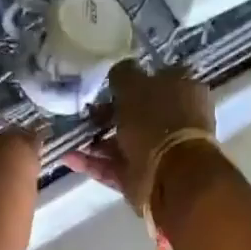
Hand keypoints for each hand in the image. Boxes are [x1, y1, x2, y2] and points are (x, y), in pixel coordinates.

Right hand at [64, 61, 215, 210]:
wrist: (171, 176)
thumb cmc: (157, 121)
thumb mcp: (134, 85)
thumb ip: (123, 75)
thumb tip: (118, 72)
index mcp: (183, 90)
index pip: (156, 78)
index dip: (131, 80)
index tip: (106, 85)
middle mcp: (173, 120)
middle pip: (136, 113)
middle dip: (107, 114)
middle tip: (83, 113)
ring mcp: (157, 151)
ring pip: (121, 142)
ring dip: (94, 140)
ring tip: (68, 136)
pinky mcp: (141, 177)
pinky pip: (112, 166)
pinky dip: (91, 162)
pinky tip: (67, 156)